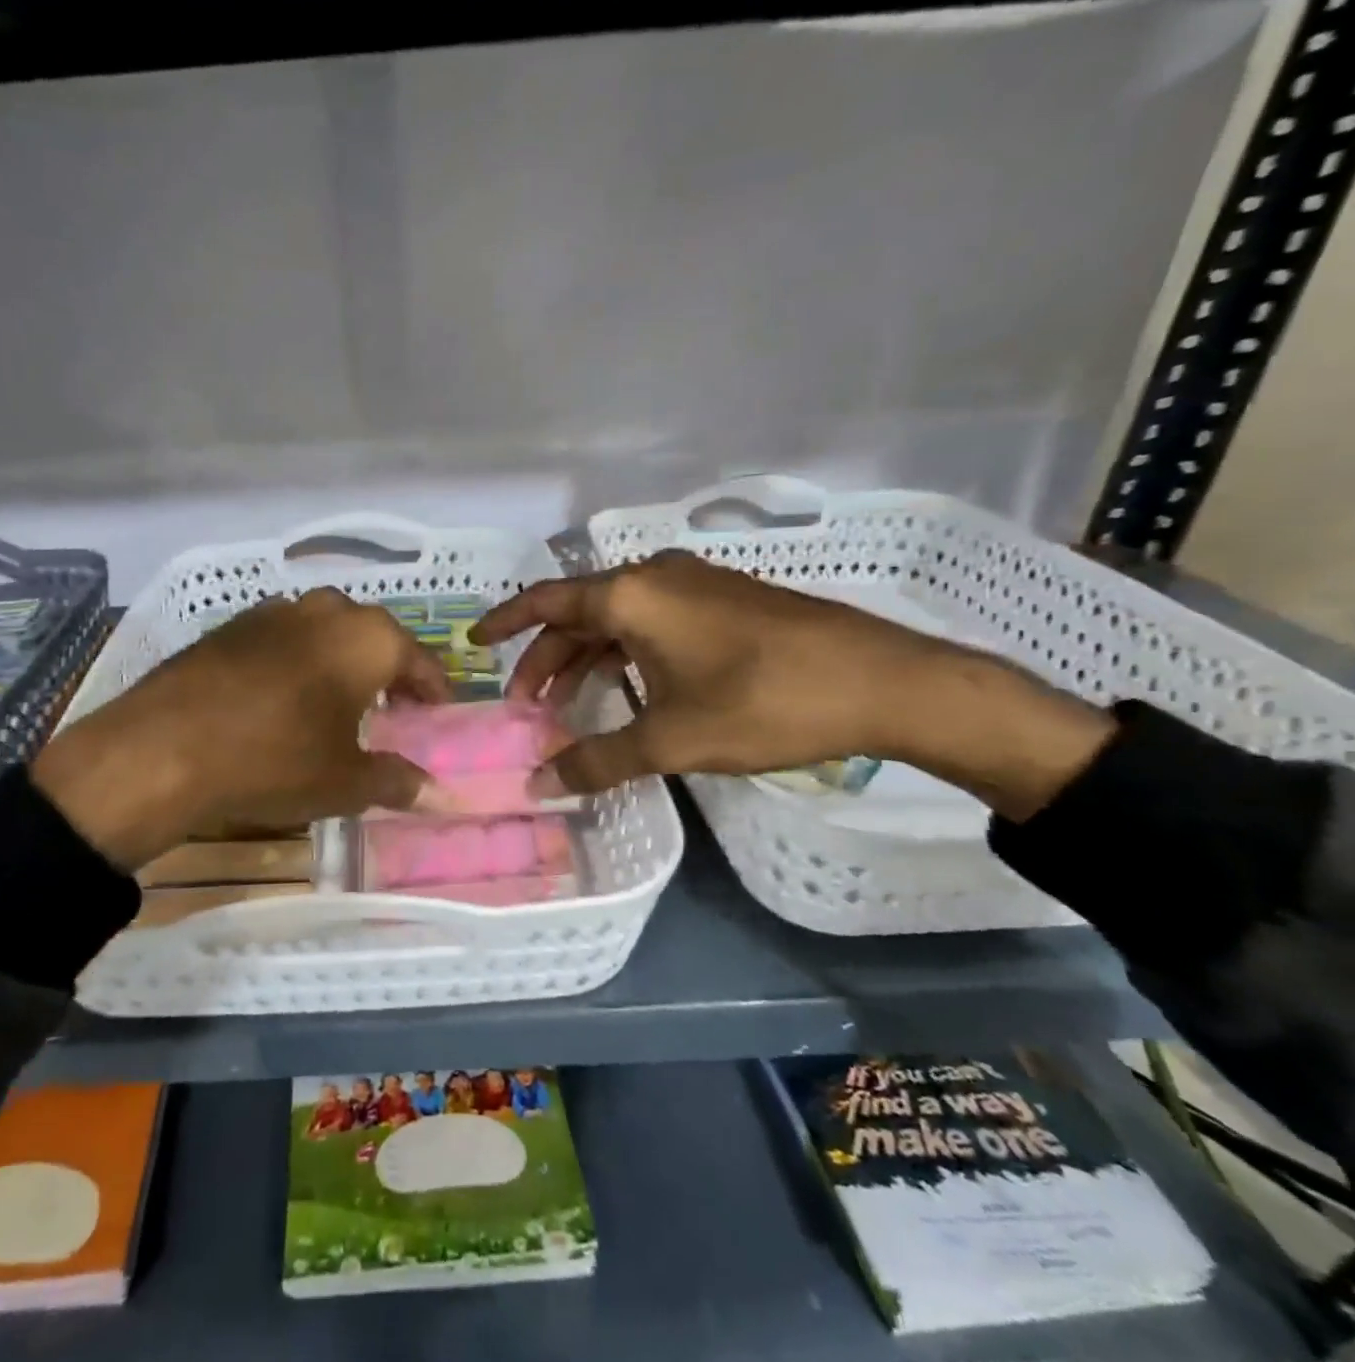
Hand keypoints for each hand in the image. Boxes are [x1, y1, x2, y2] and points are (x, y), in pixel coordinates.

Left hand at [30, 589, 449, 867]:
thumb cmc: (275, 760)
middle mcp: (326, 611)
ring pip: (326, 631)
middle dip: (388, 669)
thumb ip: (398, 782)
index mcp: (367, 639)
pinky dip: (297, 660)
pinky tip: (283, 695)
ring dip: (340, 660)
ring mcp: (274, 612)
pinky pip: (283, 638)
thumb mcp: (345, 782)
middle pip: (374, 637)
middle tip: (391, 707)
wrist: (164, 748)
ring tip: (337, 699)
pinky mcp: (231, 626)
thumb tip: (441, 795)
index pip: (419, 659)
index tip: (438, 713)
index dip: (434, 689)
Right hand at [471, 551, 1114, 819]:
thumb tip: (538, 785)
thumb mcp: (671, 739)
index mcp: (632, 594)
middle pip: (579, 613)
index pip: (546, 601)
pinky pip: (652, 621)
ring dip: (586, 658)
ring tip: (567, 705)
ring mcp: (695, 585)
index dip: (506, 623)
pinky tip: (628, 689)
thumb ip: (598, 760)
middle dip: (546, 658)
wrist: (886, 683)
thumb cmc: (765, 702)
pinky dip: (624, 653)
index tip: (474, 642)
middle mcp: (657, 576)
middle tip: (526, 706)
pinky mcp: (725, 602)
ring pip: (617, 618)